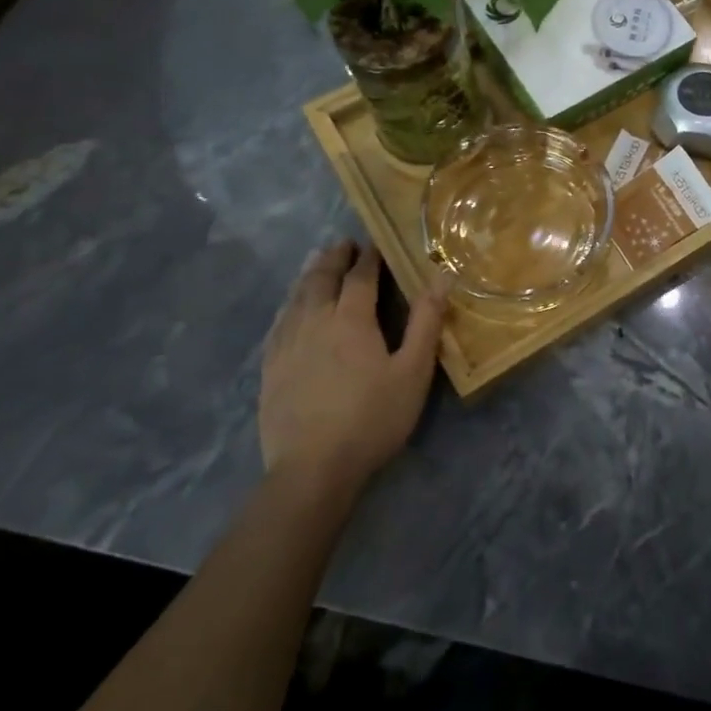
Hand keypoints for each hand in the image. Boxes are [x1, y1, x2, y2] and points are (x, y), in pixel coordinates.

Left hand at [259, 243, 447, 490]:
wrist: (312, 469)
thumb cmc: (372, 418)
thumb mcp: (413, 372)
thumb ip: (426, 322)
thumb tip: (440, 278)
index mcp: (351, 319)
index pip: (360, 276)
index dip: (369, 257)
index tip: (375, 241)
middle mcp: (314, 321)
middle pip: (322, 279)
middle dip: (335, 258)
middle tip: (344, 243)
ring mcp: (287, 344)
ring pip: (297, 296)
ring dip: (310, 274)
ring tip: (317, 261)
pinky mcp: (270, 367)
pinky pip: (279, 321)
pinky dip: (289, 303)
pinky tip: (290, 306)